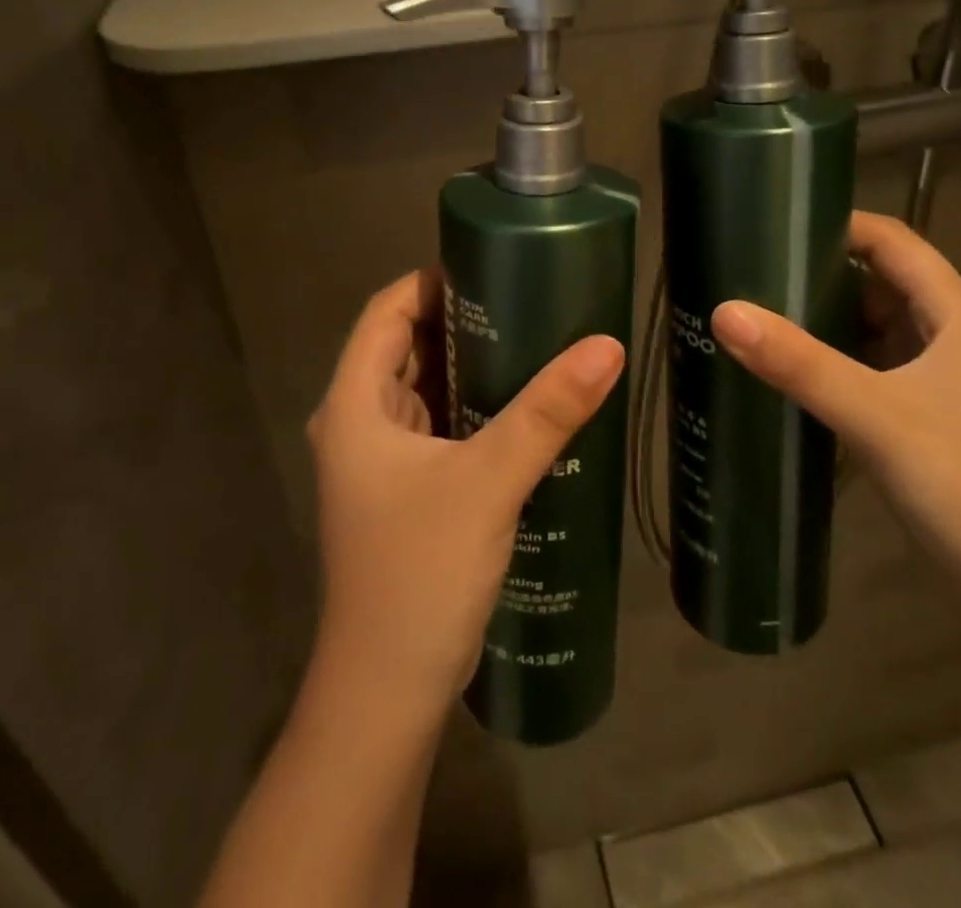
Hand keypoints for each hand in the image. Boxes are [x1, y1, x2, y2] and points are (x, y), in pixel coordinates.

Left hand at [307, 270, 625, 710]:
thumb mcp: (489, 481)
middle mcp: (357, 423)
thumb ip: (547, 412)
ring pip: (423, 386)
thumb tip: (607, 346)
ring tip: (533, 338)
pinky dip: (471, 403)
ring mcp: (379, 460)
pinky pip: (437, 424)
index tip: (492, 267)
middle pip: (405, 345)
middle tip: (528, 298)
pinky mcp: (405, 489)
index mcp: (353, 404)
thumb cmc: (419, 573)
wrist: (387, 694)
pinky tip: (520, 403)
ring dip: (468, 363)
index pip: (385, 311)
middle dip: (460, 318)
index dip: (432, 280)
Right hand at [710, 212, 960, 628]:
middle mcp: (952, 335)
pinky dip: (833, 360)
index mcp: (957, 315)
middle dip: (819, 273)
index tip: (773, 224)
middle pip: (880, 281)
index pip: (893, 241)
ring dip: (823, 319)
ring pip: (874, 327)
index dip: (838, 225)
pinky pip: (872, 367)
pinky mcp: (927, 416)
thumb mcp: (874, 415)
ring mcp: (942, 379)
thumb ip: (798, 362)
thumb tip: (723, 310)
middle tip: (749, 271)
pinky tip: (788, 371)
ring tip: (756, 312)